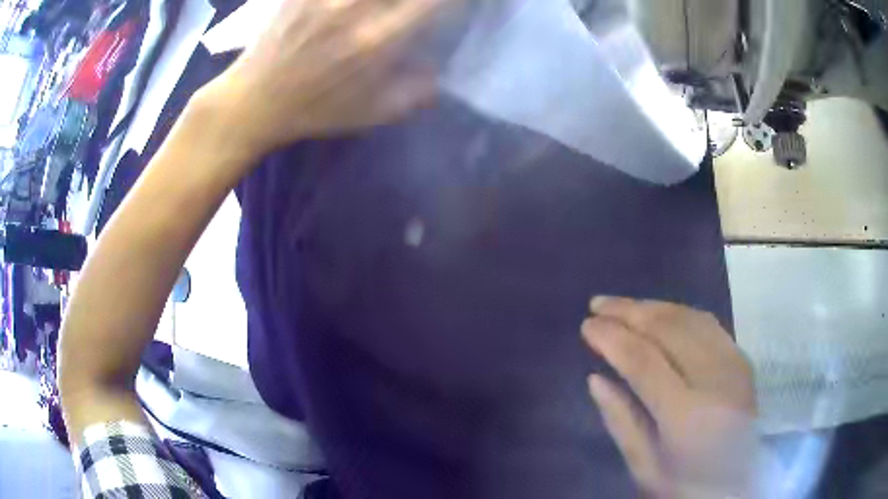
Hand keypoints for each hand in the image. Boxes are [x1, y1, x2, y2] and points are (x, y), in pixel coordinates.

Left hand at [199, 0, 446, 156]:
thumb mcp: (367, 114)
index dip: (451, 1)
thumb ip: (412, 95)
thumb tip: (442, 77)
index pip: (432, 2)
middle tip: (415, 8)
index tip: (455, 6)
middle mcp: (354, 8)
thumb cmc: (311, 111)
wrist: (251, 103)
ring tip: (383, 9)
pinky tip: (349, 7)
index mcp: (376, 41)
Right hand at [582, 298, 761, 497]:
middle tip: (598, 304)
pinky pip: (707, 323)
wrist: (740, 482)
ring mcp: (732, 363)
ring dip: (652, 306)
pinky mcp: (741, 358)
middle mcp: (714, 378)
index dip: (612, 338)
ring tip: (623, 305)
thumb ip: (621, 421)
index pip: (643, 361)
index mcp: (685, 415)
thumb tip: (595, 378)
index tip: (587, 325)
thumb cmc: (687, 484)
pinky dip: (678, 312)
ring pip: (688, 318)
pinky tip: (660, 313)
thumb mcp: (645, 466)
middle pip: (668, 329)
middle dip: (629, 311)